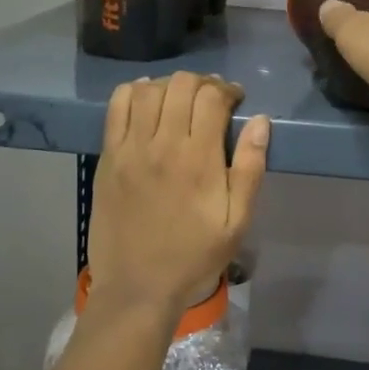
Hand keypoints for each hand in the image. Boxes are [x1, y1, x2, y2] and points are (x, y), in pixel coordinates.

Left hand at [88, 72, 270, 315]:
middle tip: (212, 99)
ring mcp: (130, 149)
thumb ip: (250, 168)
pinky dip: (133, 92)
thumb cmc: (195, 255)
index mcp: (198, 159)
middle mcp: (162, 144)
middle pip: (181, 85)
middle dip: (203, 83)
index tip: (237, 100)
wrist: (138, 286)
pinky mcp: (108, 157)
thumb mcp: (237, 221)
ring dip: (170, 85)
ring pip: (148, 89)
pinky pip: (116, 107)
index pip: (212, 97)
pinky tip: (147, 101)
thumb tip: (260, 121)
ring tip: (181, 100)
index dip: (228, 90)